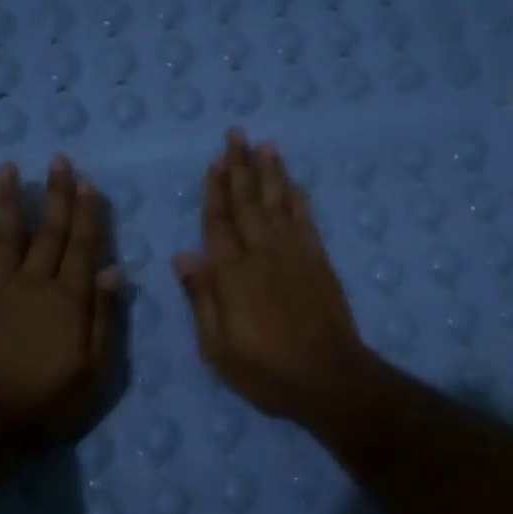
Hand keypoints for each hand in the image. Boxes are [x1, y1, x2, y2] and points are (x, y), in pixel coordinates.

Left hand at [0, 156, 121, 441]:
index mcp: (69, 298)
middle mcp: (34, 282)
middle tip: (58, 159)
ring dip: (10, 200)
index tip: (87, 181)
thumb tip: (115, 270)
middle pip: (48, 231)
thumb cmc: (48, 399)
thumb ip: (105, 317)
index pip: (82, 246)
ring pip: (7, 234)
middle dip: (55, 194)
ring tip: (9, 168)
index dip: (86, 213)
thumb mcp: (94, 369)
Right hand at [173, 131, 373, 421]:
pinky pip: (306, 220)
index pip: (218, 223)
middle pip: (248, 202)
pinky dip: (298, 199)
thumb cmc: (266, 371)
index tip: (214, 162)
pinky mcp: (319, 262)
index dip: (215, 191)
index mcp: (232, 275)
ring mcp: (295, 254)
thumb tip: (183, 256)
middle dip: (241, 167)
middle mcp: (263, 254)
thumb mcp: (218, 348)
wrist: (329, 379)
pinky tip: (293, 184)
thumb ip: (201, 299)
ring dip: (271, 173)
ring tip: (265, 145)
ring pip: (279, 203)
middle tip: (236, 134)